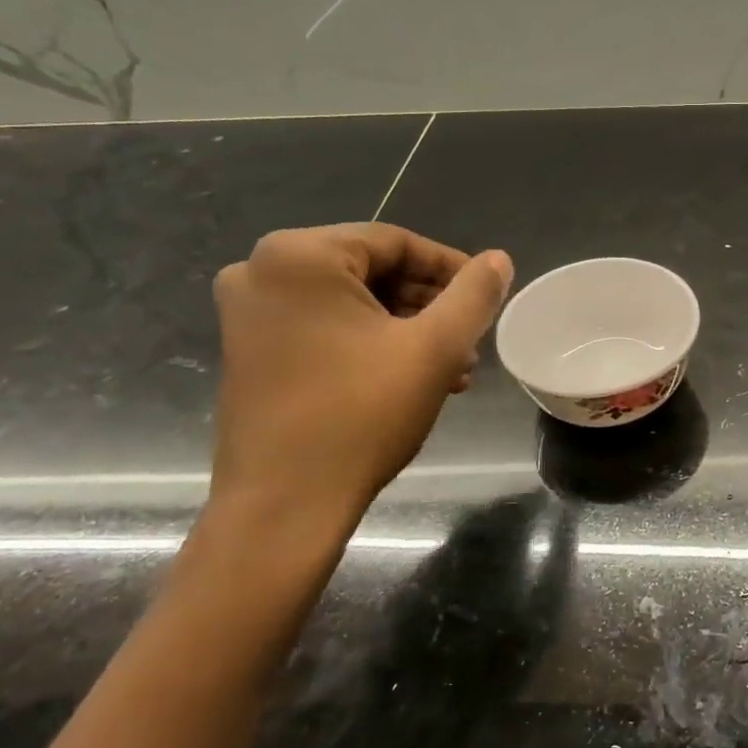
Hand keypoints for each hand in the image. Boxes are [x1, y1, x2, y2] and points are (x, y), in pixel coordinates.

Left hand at [209, 224, 511, 529]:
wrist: (285, 505)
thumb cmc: (361, 416)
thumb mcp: (434, 349)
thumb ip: (473, 295)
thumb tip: (499, 259)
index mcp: (300, 256)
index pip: (395, 242)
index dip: (450, 267)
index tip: (488, 296)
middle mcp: (261, 271)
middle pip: (371, 270)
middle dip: (429, 304)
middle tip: (470, 339)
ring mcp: (248, 313)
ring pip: (351, 302)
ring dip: (406, 327)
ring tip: (452, 367)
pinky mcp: (249, 350)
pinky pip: (324, 327)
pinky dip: (370, 343)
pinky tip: (412, 377)